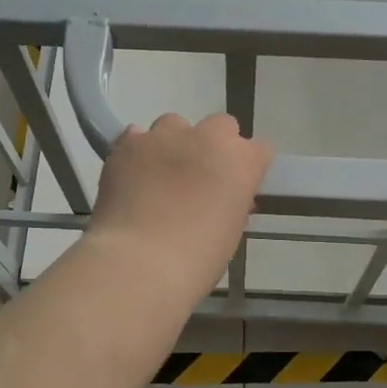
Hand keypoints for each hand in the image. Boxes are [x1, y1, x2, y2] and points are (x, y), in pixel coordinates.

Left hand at [86, 113, 273, 297]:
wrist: (140, 262)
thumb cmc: (196, 260)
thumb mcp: (229, 233)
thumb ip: (231, 204)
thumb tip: (222, 198)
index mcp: (242, 162)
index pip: (259, 149)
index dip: (248, 167)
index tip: (238, 186)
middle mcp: (207, 138)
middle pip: (220, 126)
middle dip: (214, 146)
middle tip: (200, 177)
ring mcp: (164, 137)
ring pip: (174, 125)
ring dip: (173, 144)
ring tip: (160, 175)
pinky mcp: (127, 144)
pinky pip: (137, 137)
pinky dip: (138, 153)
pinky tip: (132, 176)